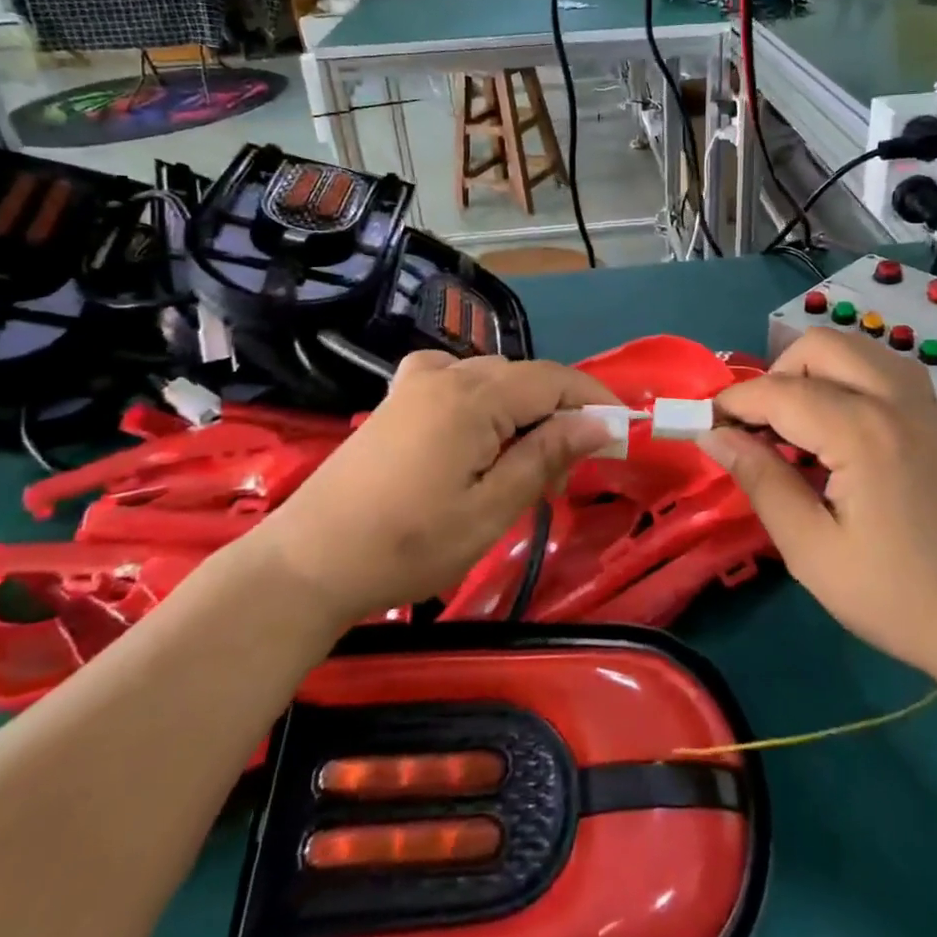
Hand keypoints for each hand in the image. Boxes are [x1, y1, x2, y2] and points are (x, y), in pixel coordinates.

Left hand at [260, 353, 618, 624]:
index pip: (554, 380)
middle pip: (524, 378)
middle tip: (568, 472)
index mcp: (474, 397)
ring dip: (522, 410)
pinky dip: (482, 397)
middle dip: (559, 414)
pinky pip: (455, 378)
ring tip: (525, 464)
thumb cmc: (408, 544)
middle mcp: (447, 375)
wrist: (311, 561)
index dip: (594, 399)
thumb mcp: (490, 509)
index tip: (625, 429)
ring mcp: (416, 382)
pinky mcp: (397, 398)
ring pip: (492, 379)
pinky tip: (476, 427)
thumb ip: (546, 456)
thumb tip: (598, 423)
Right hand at [701, 327, 936, 695]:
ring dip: (815, 371)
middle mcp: (896, 399)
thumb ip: (760, 481)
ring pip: (856, 348)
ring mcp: (927, 404)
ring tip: (798, 426)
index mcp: (862, 431)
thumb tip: (714, 436)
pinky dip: (849, 379)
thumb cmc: (897, 597)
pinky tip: (842, 431)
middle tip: (760, 427)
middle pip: (819, 345)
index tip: (706, 424)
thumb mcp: (812, 551)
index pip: (779, 391)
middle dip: (777, 374)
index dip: (734, 402)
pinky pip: (885, 369)